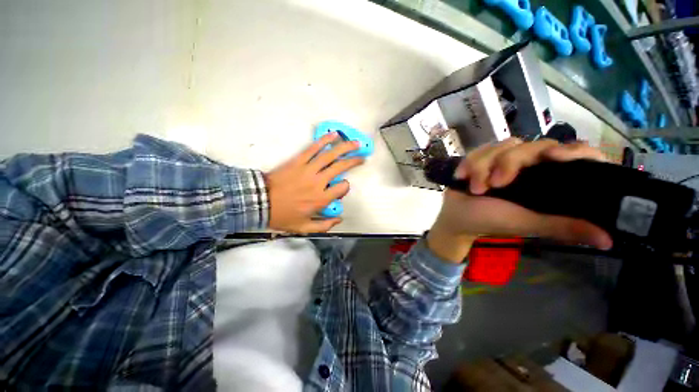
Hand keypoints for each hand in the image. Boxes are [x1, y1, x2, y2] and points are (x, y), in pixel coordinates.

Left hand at [265, 132, 364, 232]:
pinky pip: (313, 148)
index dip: (345, 187)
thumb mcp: (304, 228)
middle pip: (340, 167)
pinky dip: (324, 140)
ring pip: (330, 155)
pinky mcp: (298, 161)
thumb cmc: (282, 216)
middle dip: (354, 161)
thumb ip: (324, 225)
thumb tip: (340, 219)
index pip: (343, 187)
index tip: (341, 187)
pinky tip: (333, 135)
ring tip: (355, 143)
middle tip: (362, 157)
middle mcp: (318, 182)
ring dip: (345, 147)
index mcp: (321, 199)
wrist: (259, 202)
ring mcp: (308, 169)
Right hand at [427, 138, 612, 262]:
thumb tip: (609, 241)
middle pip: (534, 145)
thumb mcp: (526, 223)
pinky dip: (470, 163)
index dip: (573, 151)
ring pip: (504, 145)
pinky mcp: (482, 157)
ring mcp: (504, 160)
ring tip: (474, 188)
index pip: (576, 154)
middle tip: (494, 185)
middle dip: (509, 163)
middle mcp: (531, 166)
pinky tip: (462, 177)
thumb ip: (562, 226)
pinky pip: (481, 149)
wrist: (455, 216)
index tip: (554, 157)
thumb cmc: (490, 221)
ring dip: (483, 166)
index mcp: (548, 181)